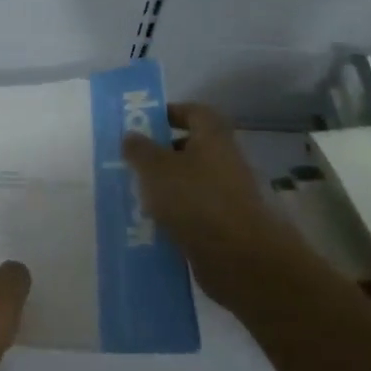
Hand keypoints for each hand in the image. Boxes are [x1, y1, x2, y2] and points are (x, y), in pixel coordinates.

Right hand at [122, 103, 294, 308]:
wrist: (239, 258)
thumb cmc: (194, 199)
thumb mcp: (155, 168)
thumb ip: (139, 149)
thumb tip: (131, 135)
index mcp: (213, 137)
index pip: (194, 112)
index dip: (170, 113)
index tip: (144, 123)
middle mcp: (225, 160)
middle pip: (192, 148)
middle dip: (162, 153)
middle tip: (134, 161)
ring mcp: (228, 194)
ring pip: (191, 181)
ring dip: (166, 186)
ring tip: (136, 194)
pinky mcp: (226, 225)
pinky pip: (194, 210)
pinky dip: (175, 214)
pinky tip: (152, 224)